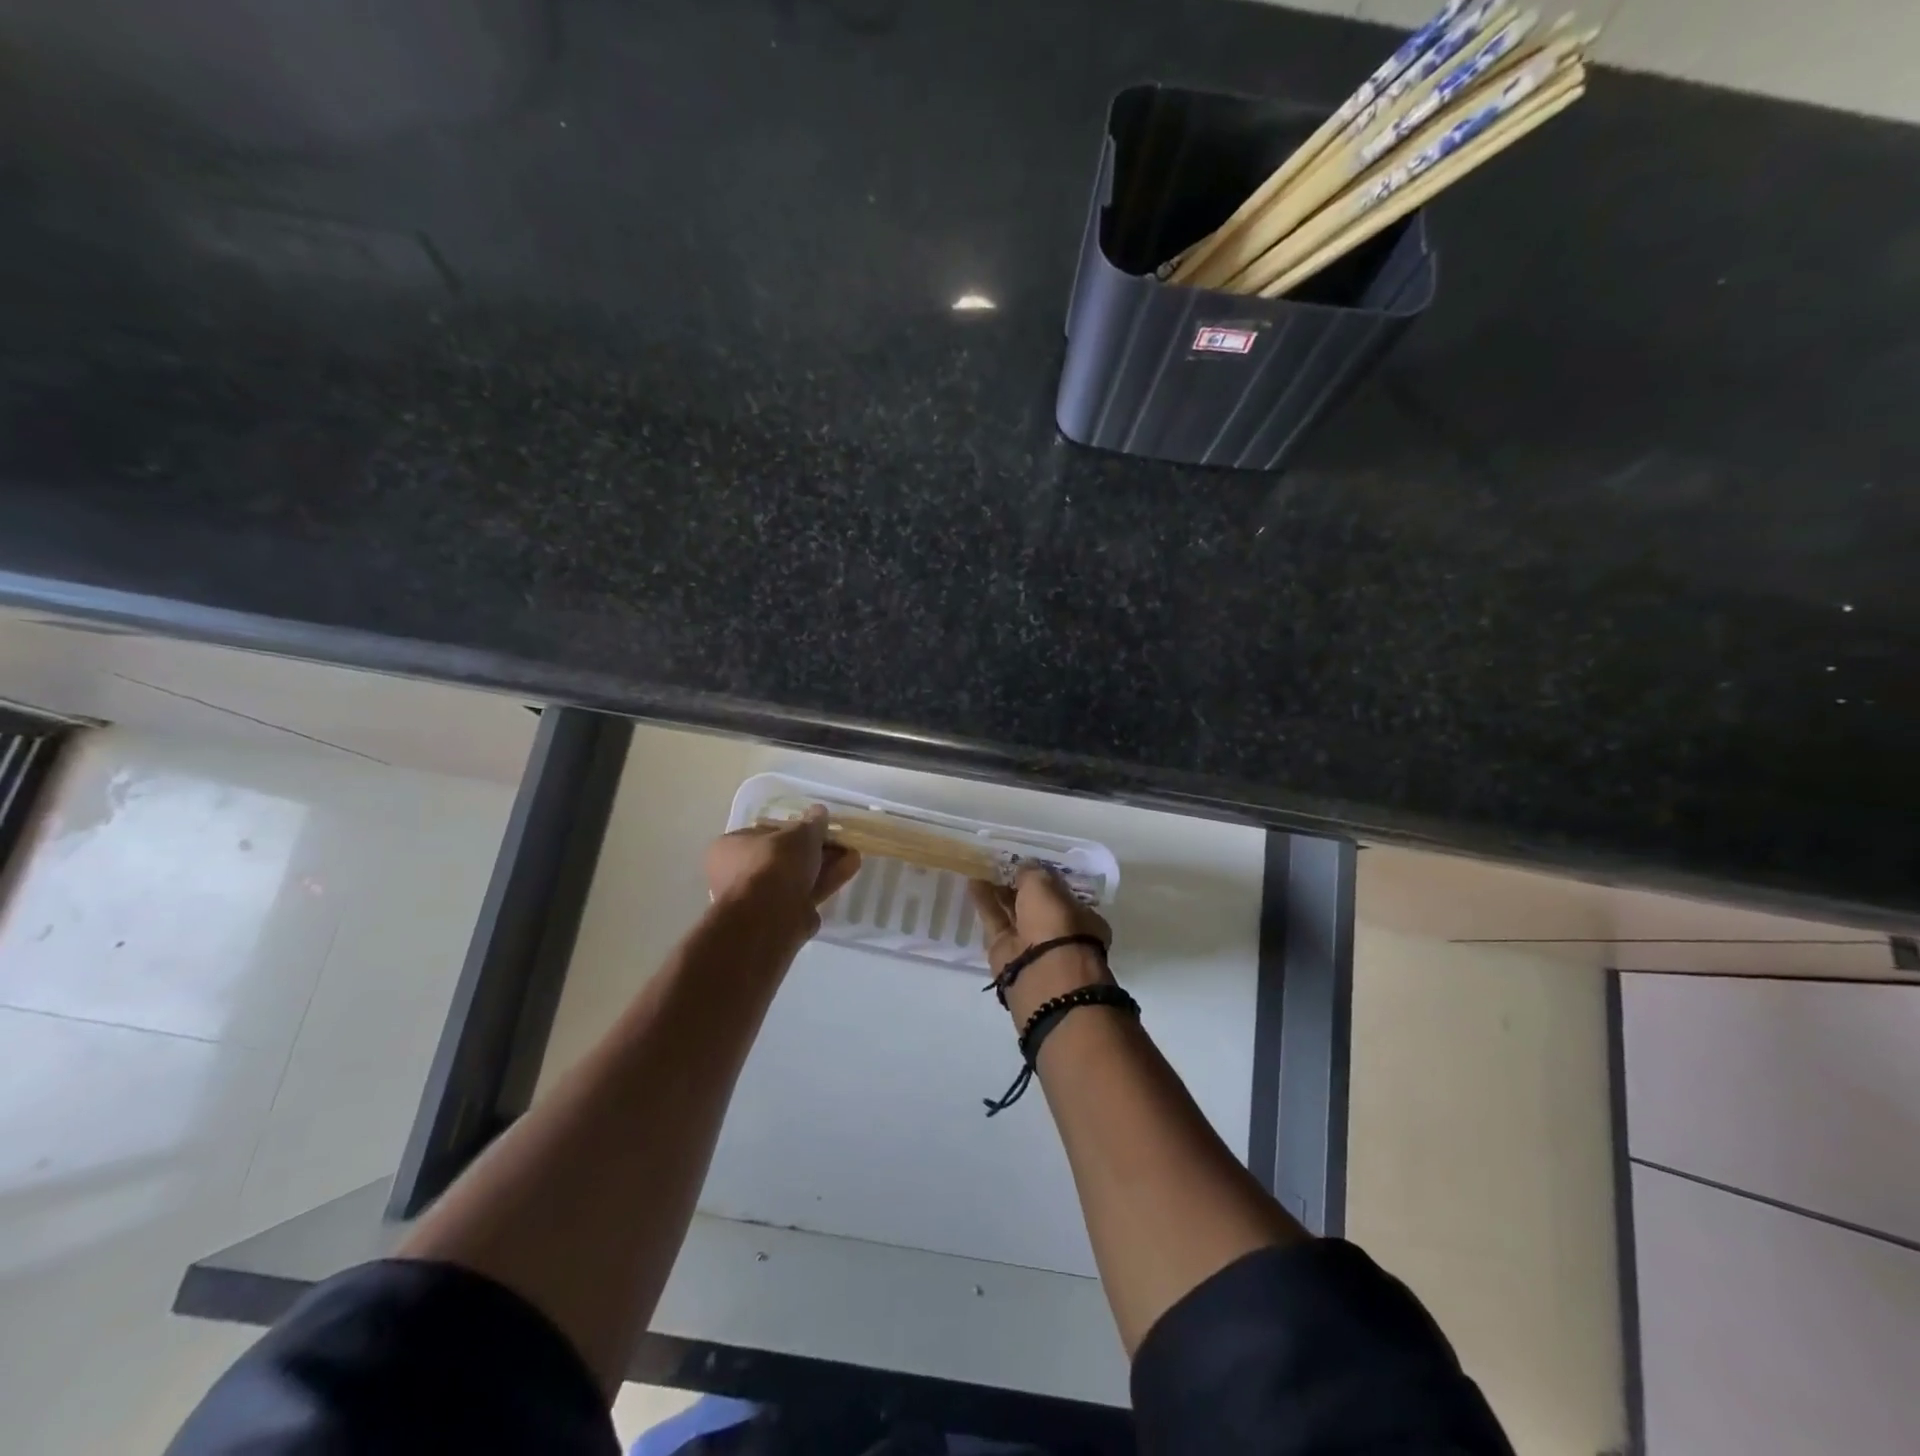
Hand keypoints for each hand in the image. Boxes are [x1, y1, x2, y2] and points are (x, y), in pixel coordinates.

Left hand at [705, 807, 861, 941]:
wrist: (768, 916)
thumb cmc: (774, 863)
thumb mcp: (799, 834)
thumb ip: (812, 823)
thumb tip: (819, 812)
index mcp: (731, 847)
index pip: (766, 833)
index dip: (795, 829)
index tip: (819, 828)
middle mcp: (740, 873)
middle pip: (785, 857)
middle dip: (816, 850)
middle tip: (840, 842)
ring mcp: (760, 899)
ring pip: (798, 877)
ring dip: (826, 865)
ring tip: (853, 854)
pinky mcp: (780, 919)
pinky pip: (806, 895)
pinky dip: (826, 882)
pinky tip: (849, 869)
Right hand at [970, 866, 1113, 1024]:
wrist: (1042, 974)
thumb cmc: (1056, 924)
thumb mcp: (1045, 886)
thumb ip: (1032, 873)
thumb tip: (1023, 866)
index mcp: (1080, 917)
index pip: (1059, 892)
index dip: (1042, 877)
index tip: (1025, 862)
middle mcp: (1057, 930)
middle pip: (1033, 903)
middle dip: (1018, 884)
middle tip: (999, 862)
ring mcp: (1030, 942)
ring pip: (1012, 911)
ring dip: (997, 890)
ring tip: (980, 867)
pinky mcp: (1005, 951)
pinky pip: (994, 920)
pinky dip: (984, 902)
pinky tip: (972, 883)